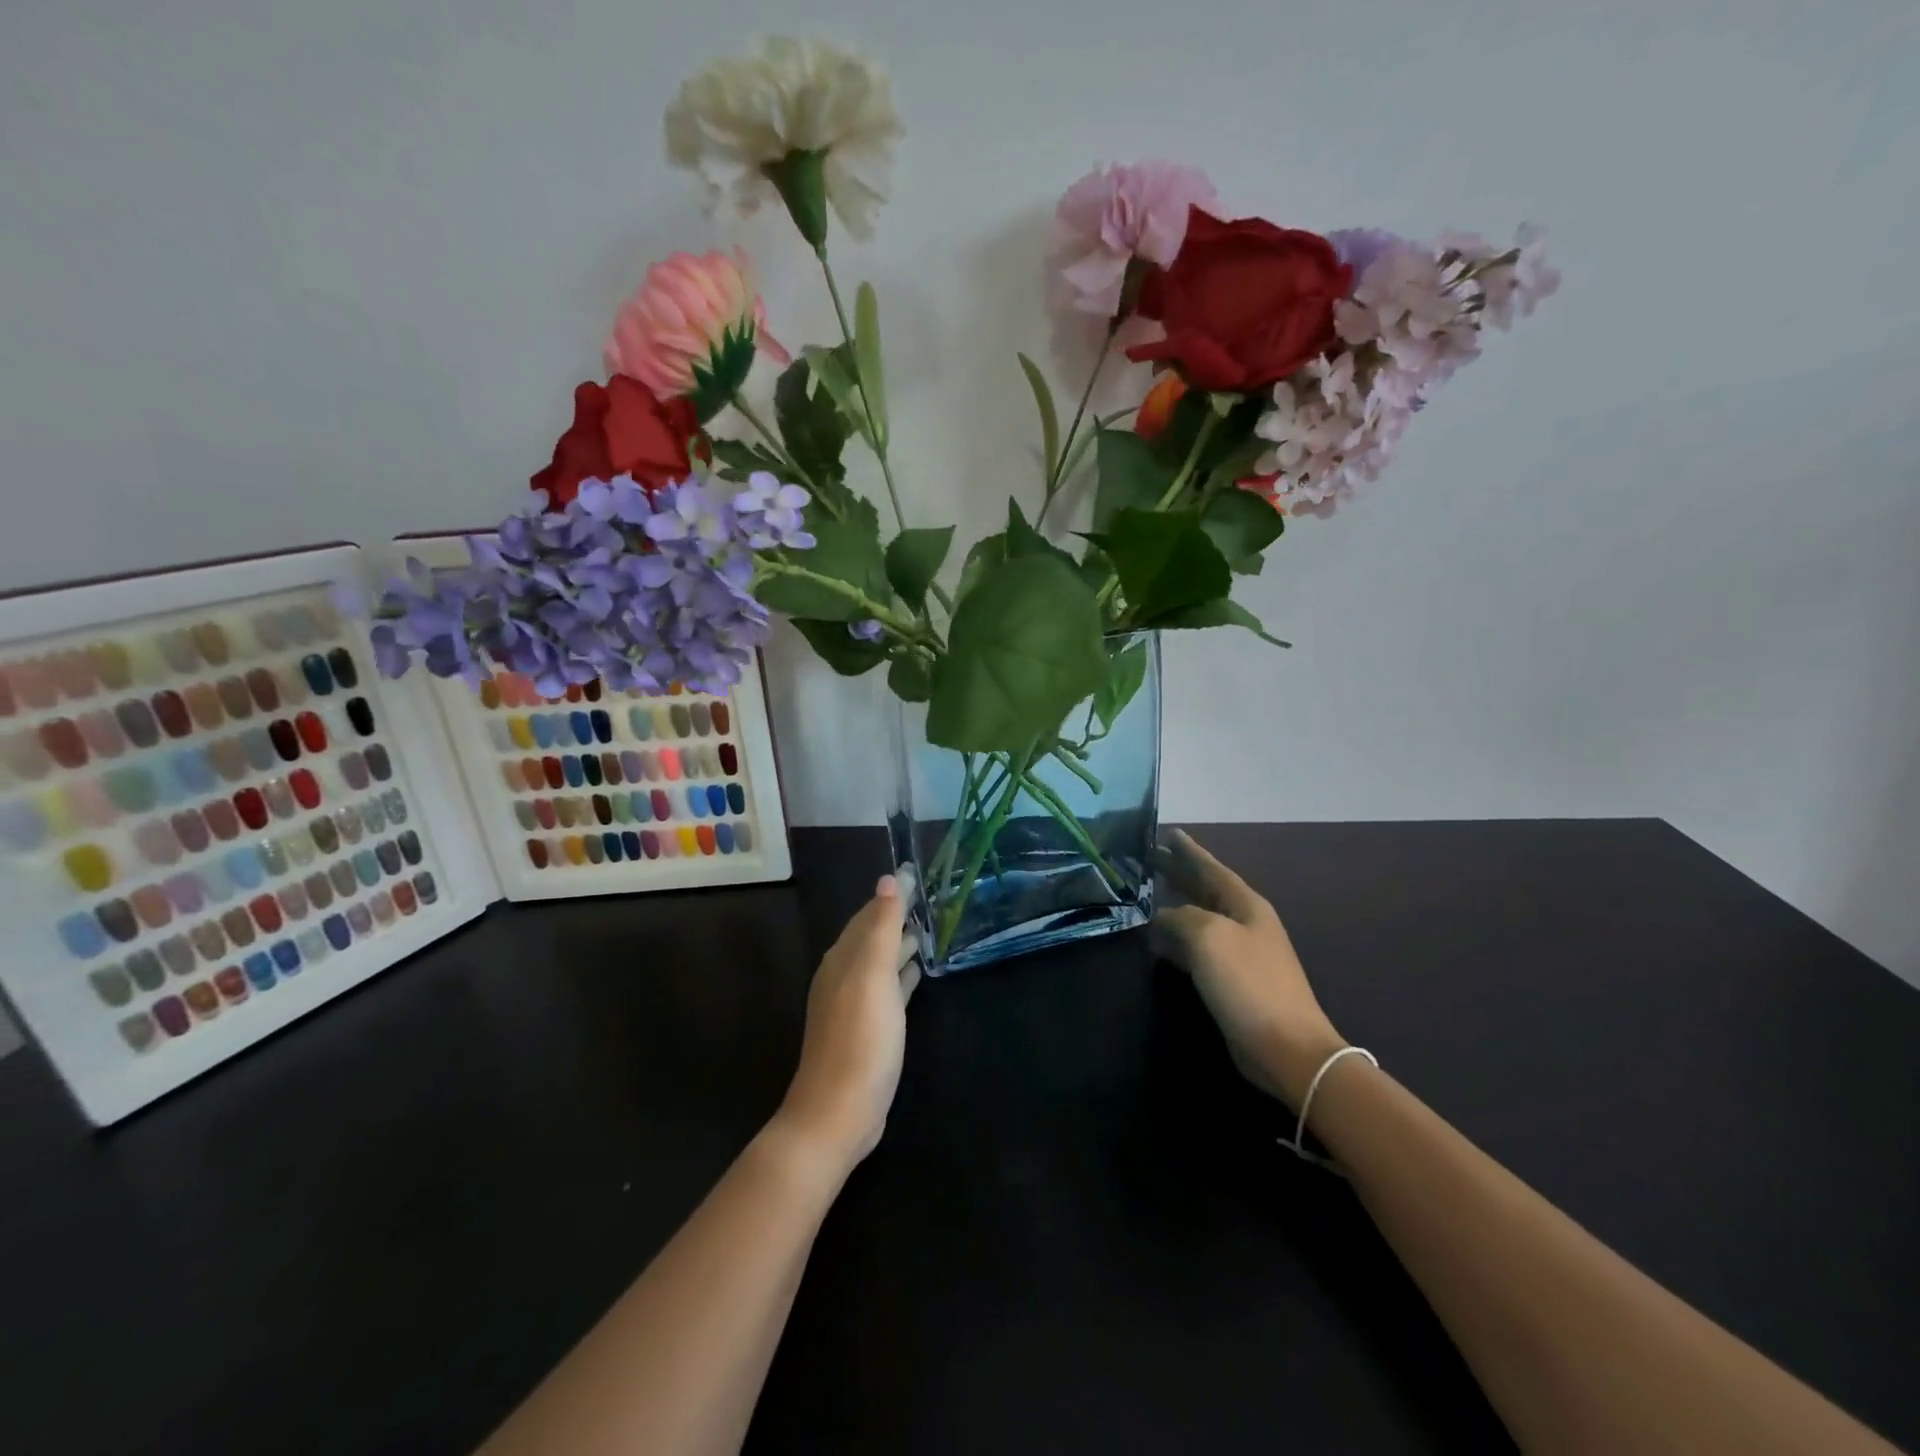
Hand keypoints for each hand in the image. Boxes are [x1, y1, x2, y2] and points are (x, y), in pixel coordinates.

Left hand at [775, 873, 920, 1175]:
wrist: (838, 1114)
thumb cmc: (860, 1041)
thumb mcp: (874, 977)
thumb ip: (882, 927)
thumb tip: (888, 878)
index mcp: (843, 958)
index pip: (869, 914)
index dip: (892, 895)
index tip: (917, 875)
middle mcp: (844, 975)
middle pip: (873, 936)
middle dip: (898, 916)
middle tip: (933, 899)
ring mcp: (854, 1005)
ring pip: (881, 962)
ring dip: (901, 944)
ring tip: (931, 929)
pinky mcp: (867, 1030)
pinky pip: (887, 989)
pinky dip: (902, 974)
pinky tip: (918, 973)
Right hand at [1150, 830, 1345, 1107]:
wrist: (1286, 1047)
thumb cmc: (1249, 982)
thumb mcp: (1209, 937)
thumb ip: (1180, 917)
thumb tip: (1162, 916)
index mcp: (1245, 905)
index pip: (1211, 868)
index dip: (1189, 851)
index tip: (1168, 833)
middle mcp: (1244, 923)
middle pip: (1205, 890)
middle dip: (1178, 874)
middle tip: (1148, 858)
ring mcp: (1240, 953)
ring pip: (1199, 918)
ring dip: (1174, 905)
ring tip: (1145, 895)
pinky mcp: (1231, 981)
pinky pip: (1197, 948)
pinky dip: (1176, 939)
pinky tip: (1157, 941)